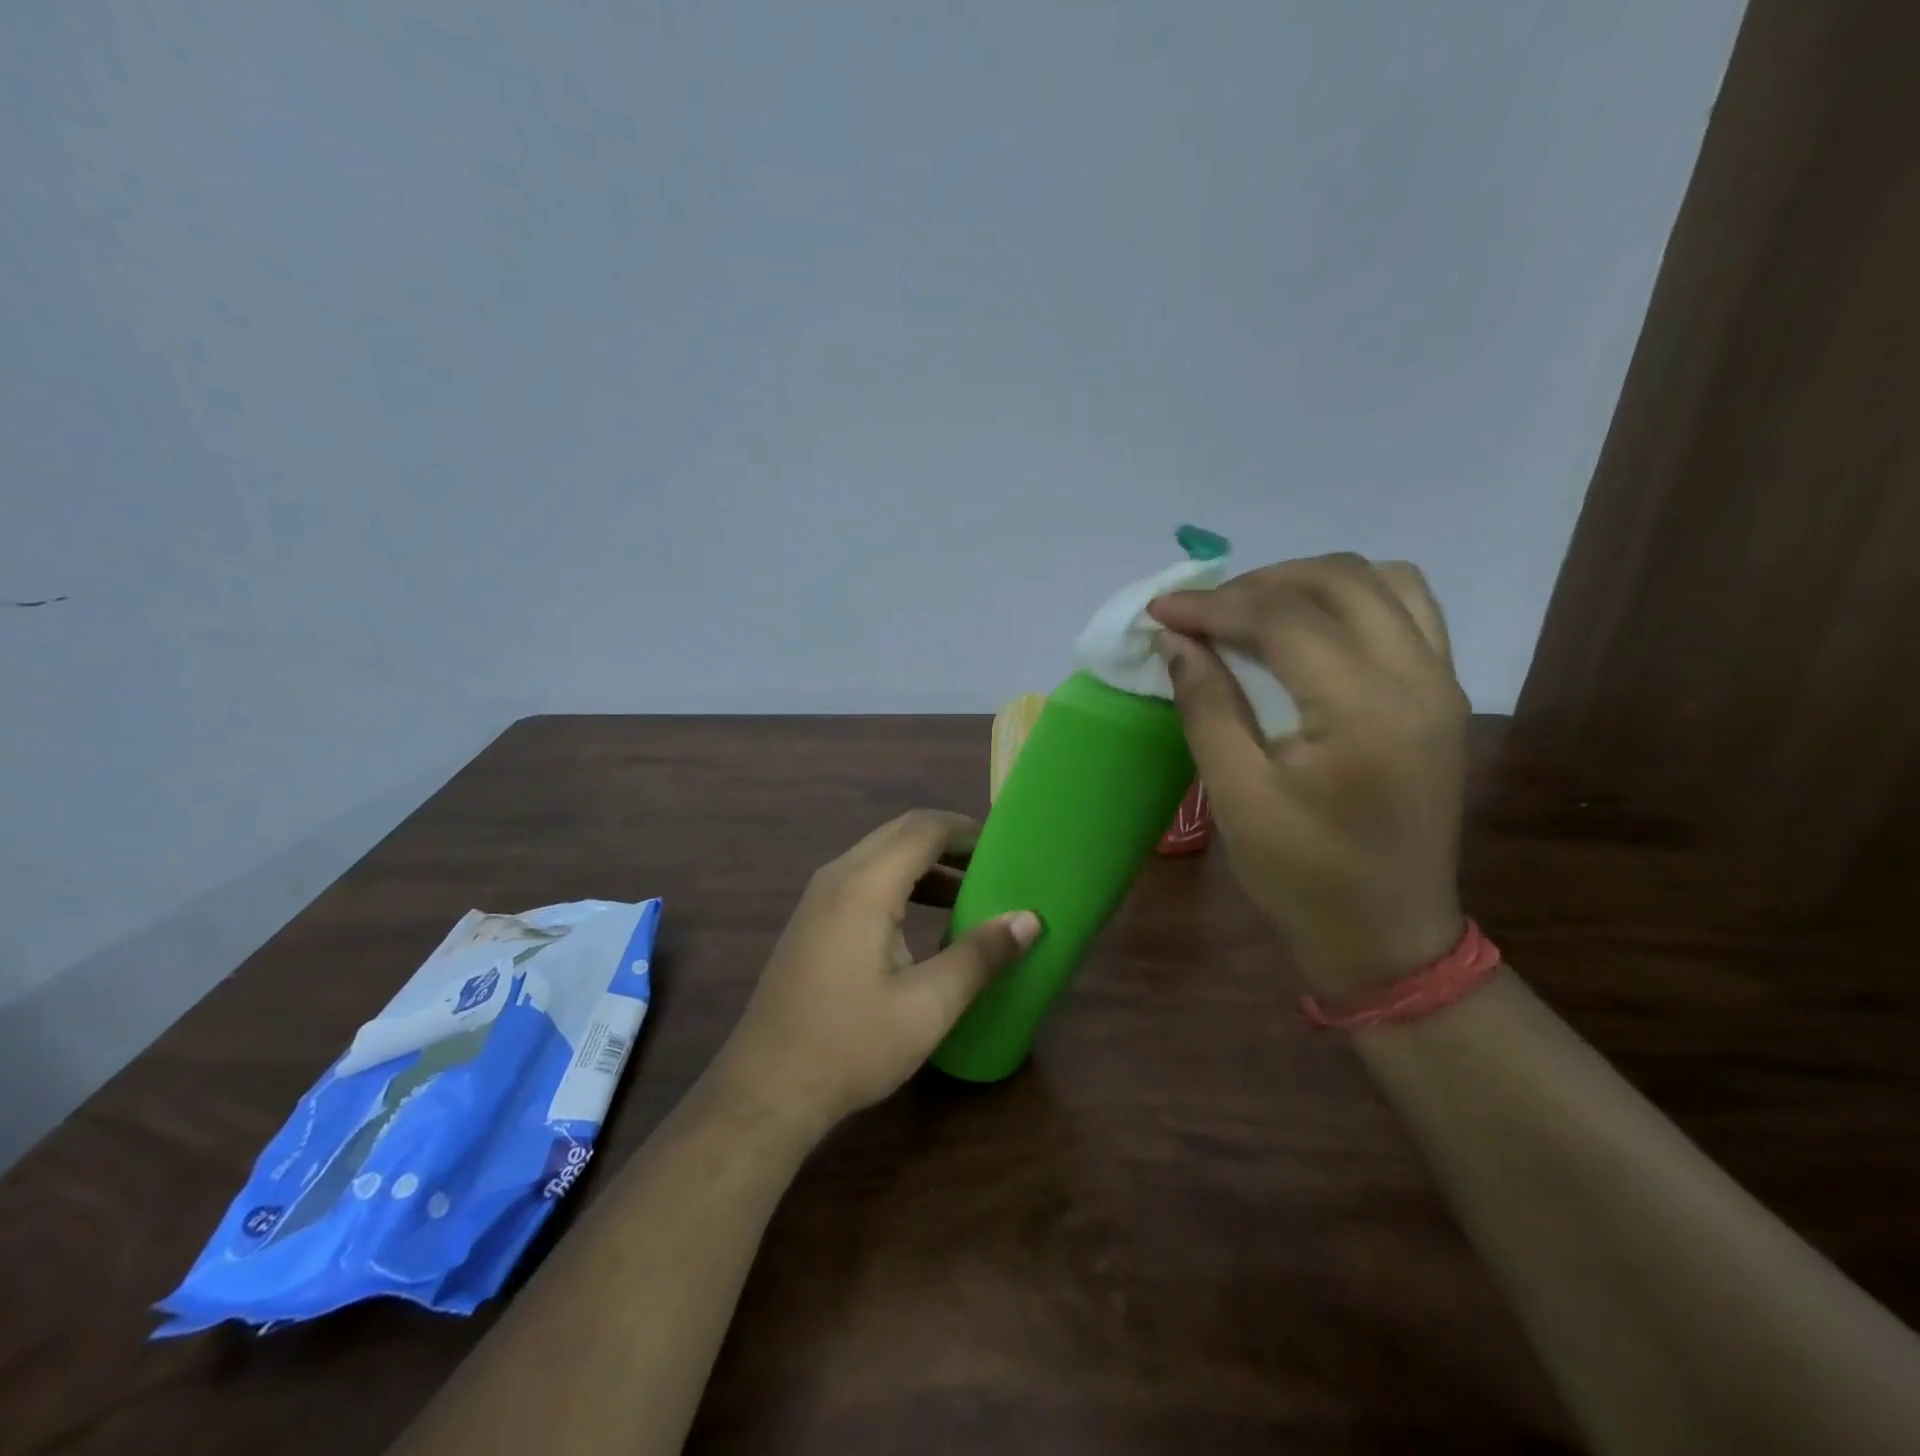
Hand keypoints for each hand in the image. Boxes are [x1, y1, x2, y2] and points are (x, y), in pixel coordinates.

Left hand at [706, 810, 1040, 1137]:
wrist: (766, 1089)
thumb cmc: (852, 1044)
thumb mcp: (928, 1004)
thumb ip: (980, 955)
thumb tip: (1029, 919)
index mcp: (865, 884)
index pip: (924, 828)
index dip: (968, 830)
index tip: (1007, 848)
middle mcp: (837, 876)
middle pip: (900, 834)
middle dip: (949, 843)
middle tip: (994, 867)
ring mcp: (818, 898)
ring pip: (880, 856)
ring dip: (925, 865)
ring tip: (970, 893)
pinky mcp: (812, 921)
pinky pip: (863, 880)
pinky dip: (901, 884)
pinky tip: (924, 922)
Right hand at [1147, 555, 1469, 999]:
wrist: (1387, 934)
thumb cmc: (1303, 875)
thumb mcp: (1237, 795)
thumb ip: (1207, 706)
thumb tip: (1178, 641)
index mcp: (1365, 710)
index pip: (1284, 618)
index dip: (1214, 605)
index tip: (1160, 610)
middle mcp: (1418, 678)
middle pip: (1340, 579)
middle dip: (1260, 581)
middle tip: (1203, 610)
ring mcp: (1441, 683)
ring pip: (1384, 581)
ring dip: (1311, 581)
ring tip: (1254, 609)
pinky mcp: (1442, 696)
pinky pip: (1408, 611)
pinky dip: (1353, 599)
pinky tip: (1310, 628)